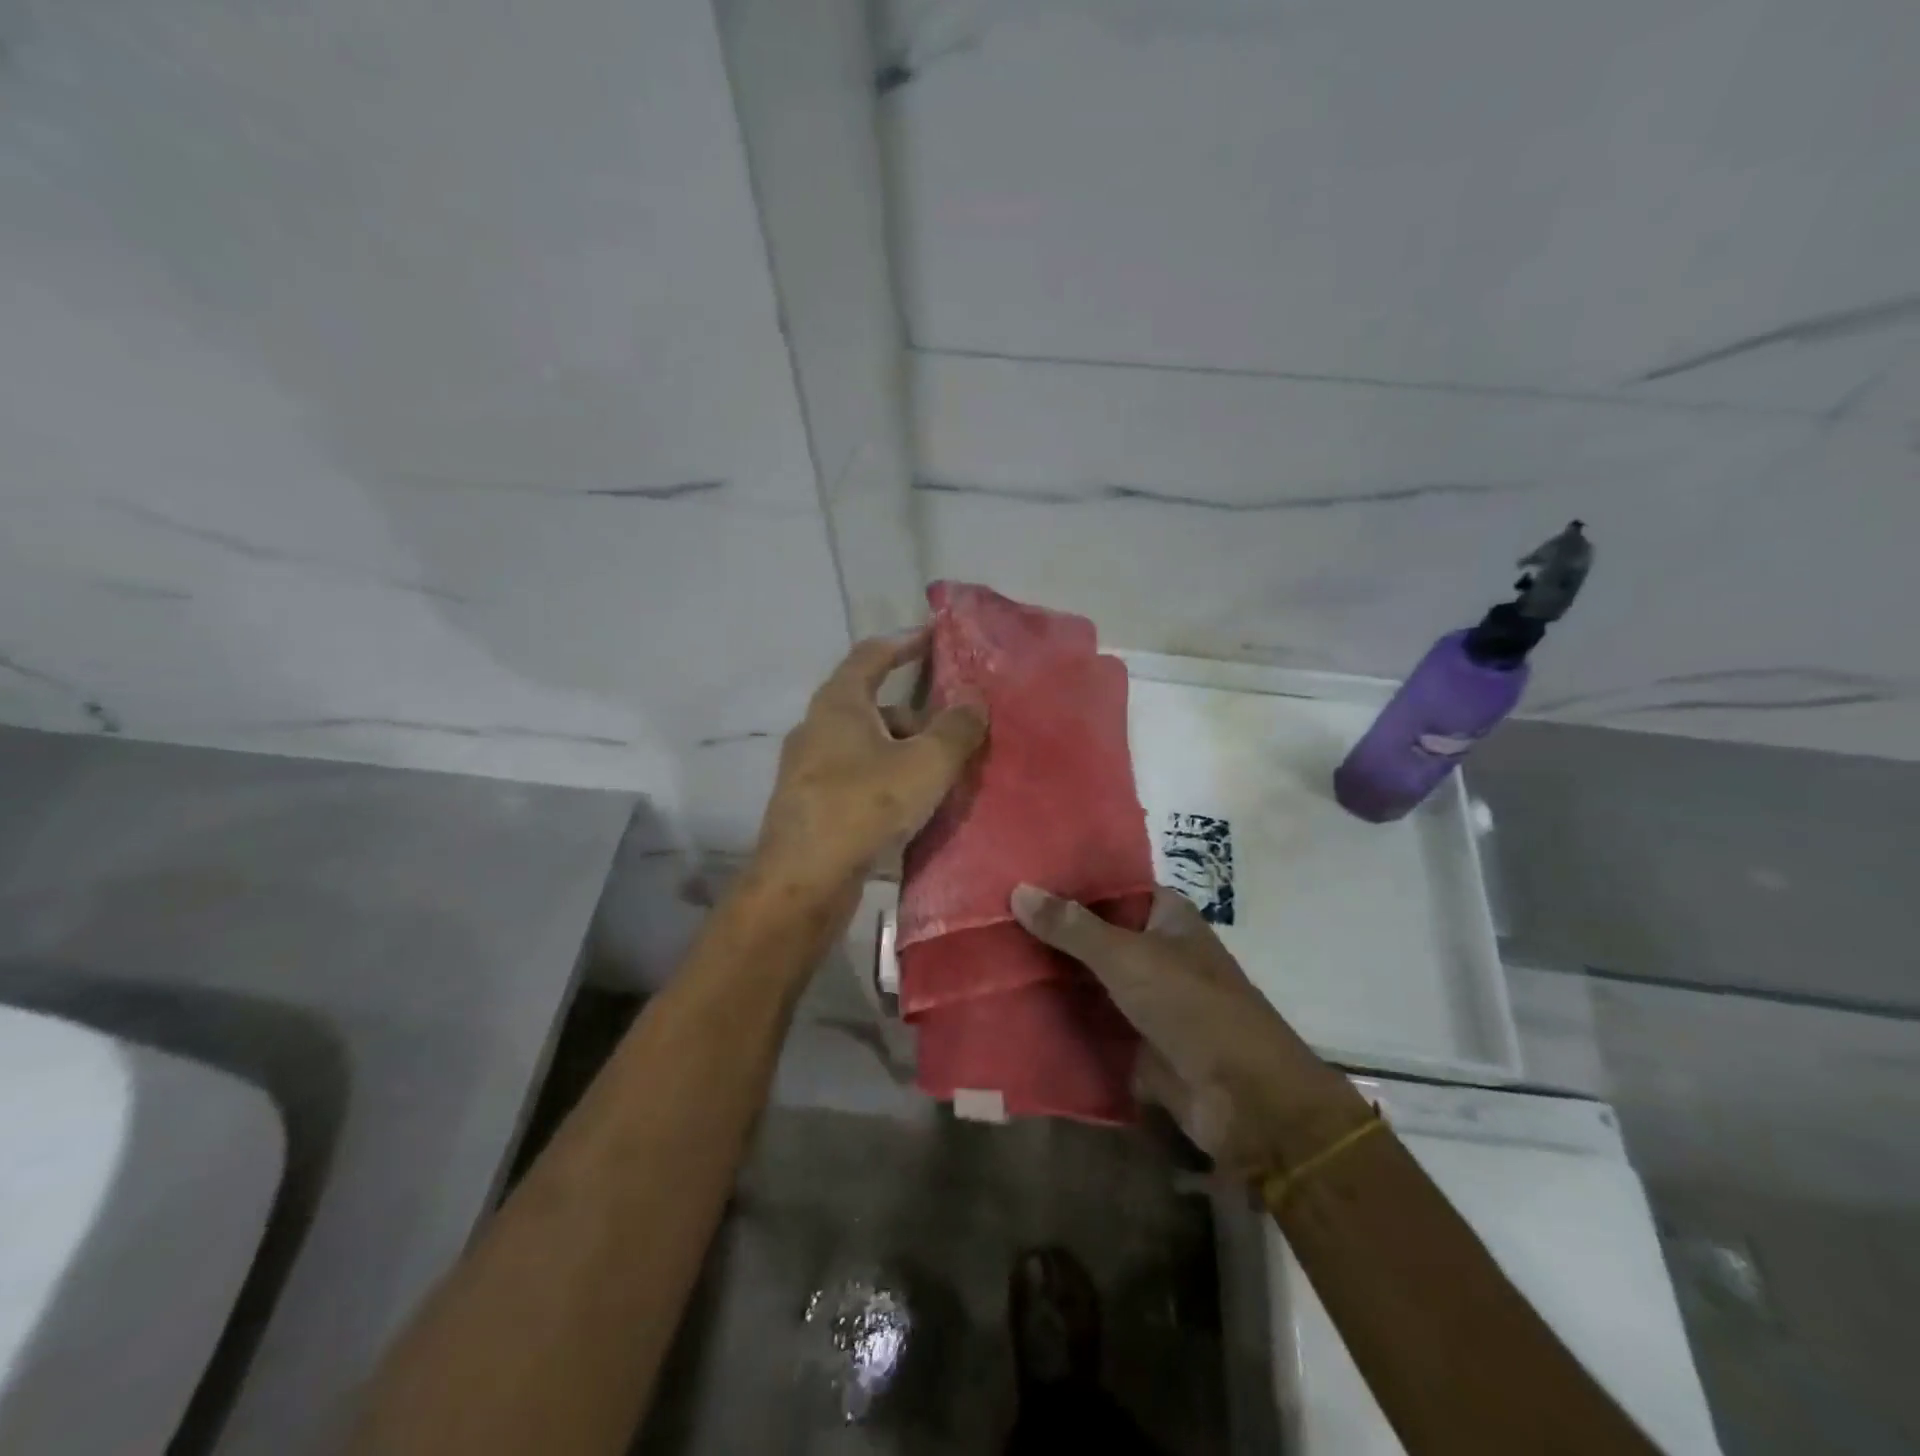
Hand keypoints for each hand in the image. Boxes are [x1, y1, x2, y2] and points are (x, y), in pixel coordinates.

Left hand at [753, 631, 987, 898]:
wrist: (803, 881)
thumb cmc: (864, 806)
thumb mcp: (925, 764)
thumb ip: (956, 730)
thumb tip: (975, 703)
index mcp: (839, 703)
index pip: (872, 655)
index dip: (904, 642)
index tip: (933, 636)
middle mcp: (817, 727)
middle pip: (873, 705)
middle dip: (916, 714)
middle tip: (954, 730)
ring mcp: (809, 768)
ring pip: (867, 746)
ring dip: (903, 751)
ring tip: (942, 774)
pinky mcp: (810, 804)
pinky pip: (857, 777)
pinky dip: (887, 778)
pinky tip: (912, 806)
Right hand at [1010, 884, 1371, 1177]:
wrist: (1245, 1101)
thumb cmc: (1193, 1008)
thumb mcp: (1129, 958)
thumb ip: (1073, 926)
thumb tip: (1019, 890)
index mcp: (1166, 916)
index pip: (1109, 885)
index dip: (1066, 880)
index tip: (1016, 874)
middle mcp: (1155, 949)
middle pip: (1093, 932)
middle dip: (1048, 929)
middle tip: (988, 915)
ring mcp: (1144, 996)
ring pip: (1087, 976)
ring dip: (1048, 972)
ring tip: (987, 954)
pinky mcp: (1134, 1038)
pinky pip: (1089, 1018)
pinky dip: (1058, 1013)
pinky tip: (1009, 1003)